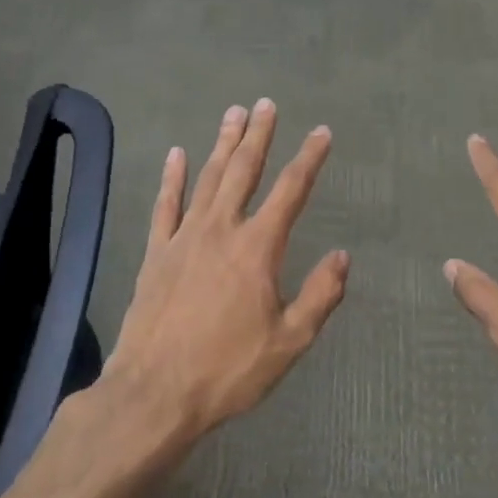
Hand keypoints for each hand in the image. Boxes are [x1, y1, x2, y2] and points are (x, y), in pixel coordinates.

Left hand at [102, 99, 349, 439]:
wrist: (154, 393)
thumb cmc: (228, 370)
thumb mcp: (289, 342)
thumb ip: (319, 296)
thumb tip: (342, 256)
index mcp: (257, 249)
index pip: (291, 191)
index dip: (309, 159)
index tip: (322, 133)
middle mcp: (221, 230)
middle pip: (243, 171)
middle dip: (258, 135)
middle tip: (266, 104)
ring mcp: (183, 238)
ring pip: (206, 179)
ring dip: (222, 144)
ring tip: (233, 114)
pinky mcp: (156, 254)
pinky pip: (165, 205)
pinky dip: (172, 178)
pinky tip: (177, 154)